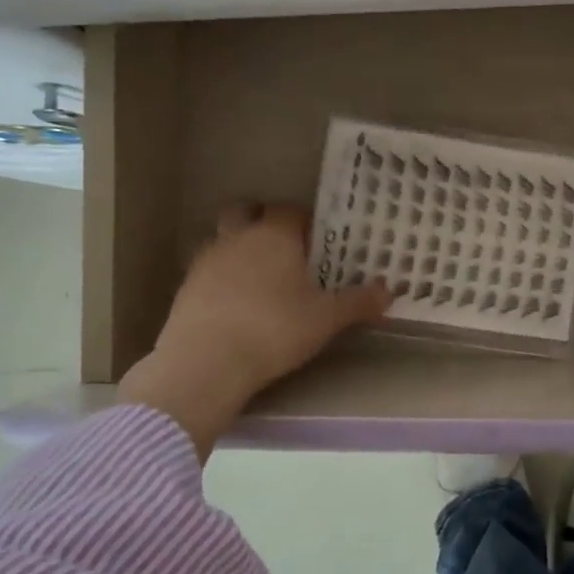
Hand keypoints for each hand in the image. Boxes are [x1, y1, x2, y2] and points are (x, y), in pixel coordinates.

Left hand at [119, 203, 389, 457]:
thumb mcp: (326, 319)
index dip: (304, 220)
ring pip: (222, 239)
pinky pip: (207, 270)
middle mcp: (238, 238)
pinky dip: (221, 278)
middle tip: (282, 248)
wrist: (206, 362)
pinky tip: (234, 304)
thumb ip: (357, 302)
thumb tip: (388, 291)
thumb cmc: (274, 329)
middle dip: (261, 221)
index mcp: (275, 236)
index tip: (317, 240)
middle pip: (245, 211)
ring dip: (238, 248)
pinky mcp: (185, 288)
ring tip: (258, 278)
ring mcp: (206, 261)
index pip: (290, 210)